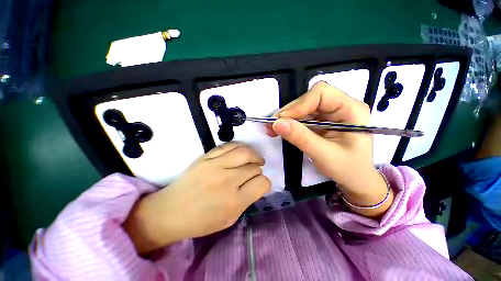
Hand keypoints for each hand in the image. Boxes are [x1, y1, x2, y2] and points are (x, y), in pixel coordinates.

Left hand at [123, 142, 270, 253]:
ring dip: (254, 155)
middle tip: (255, 171)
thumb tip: (258, 182)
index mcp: (234, 201)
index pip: (262, 183)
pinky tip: (242, 152)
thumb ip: (247, 199)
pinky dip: (240, 147)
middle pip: (254, 167)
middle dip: (258, 169)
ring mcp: (216, 165)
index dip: (265, 183)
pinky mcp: (206, 156)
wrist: (171, 211)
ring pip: (245, 152)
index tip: (260, 184)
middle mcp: (227, 180)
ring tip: (254, 158)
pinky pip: (229, 145)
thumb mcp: (230, 218)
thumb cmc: (202, 220)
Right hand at [266, 81, 392, 217]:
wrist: (355, 180)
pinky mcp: (321, 121)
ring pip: (303, 108)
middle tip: (272, 125)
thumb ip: (300, 137)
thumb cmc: (348, 169)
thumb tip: (276, 123)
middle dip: (289, 112)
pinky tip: (280, 130)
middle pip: (309, 100)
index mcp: (350, 109)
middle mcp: (340, 106)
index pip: (321, 94)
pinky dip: (290, 123)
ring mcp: (330, 114)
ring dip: (286, 118)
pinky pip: (302, 117)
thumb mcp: (324, 155)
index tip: (283, 120)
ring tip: (272, 129)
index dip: (299, 104)